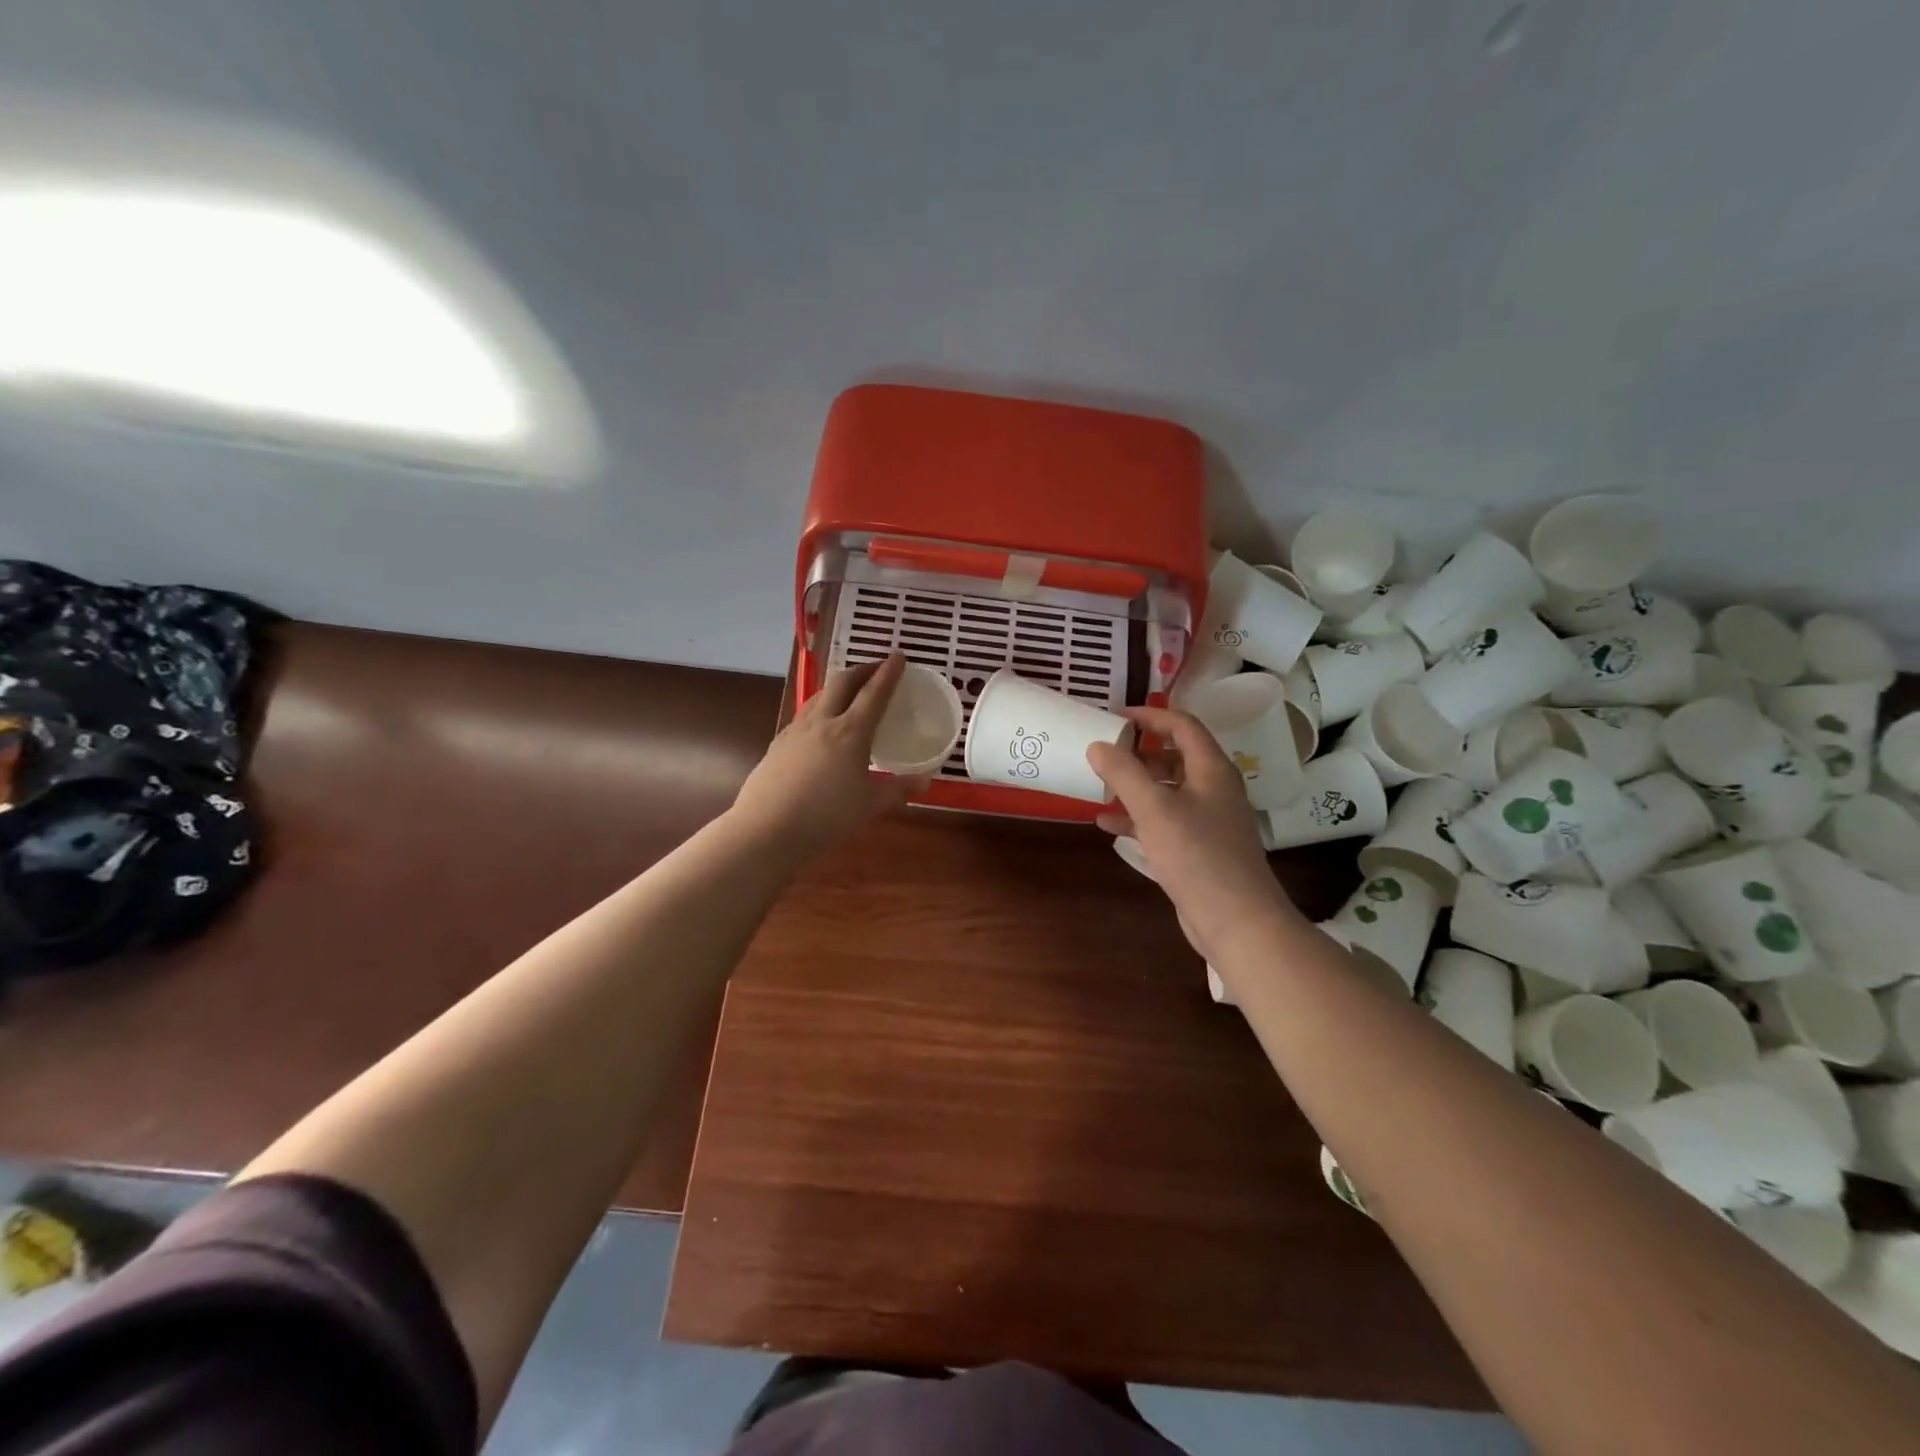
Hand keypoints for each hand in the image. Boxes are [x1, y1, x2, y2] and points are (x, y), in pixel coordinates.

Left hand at [731, 654, 927, 853]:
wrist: (767, 830)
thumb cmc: (826, 818)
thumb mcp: (870, 806)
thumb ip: (898, 789)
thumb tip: (925, 780)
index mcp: (850, 732)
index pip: (874, 693)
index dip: (888, 673)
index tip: (899, 657)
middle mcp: (822, 722)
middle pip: (842, 683)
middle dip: (862, 670)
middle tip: (876, 668)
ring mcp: (795, 730)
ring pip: (819, 695)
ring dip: (838, 686)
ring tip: (849, 690)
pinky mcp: (778, 743)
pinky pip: (803, 714)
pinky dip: (820, 707)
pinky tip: (820, 724)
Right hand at [1087, 707, 1296, 963]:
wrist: (1237, 920)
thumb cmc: (1196, 855)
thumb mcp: (1153, 808)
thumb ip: (1124, 773)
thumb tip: (1098, 745)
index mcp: (1212, 769)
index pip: (1183, 726)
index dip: (1151, 716)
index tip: (1116, 717)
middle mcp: (1215, 789)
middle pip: (1176, 757)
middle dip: (1140, 753)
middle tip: (1106, 753)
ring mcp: (1209, 821)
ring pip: (1169, 791)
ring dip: (1137, 786)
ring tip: (1102, 786)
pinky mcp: (1200, 849)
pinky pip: (1166, 821)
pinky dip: (1139, 817)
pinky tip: (1109, 825)